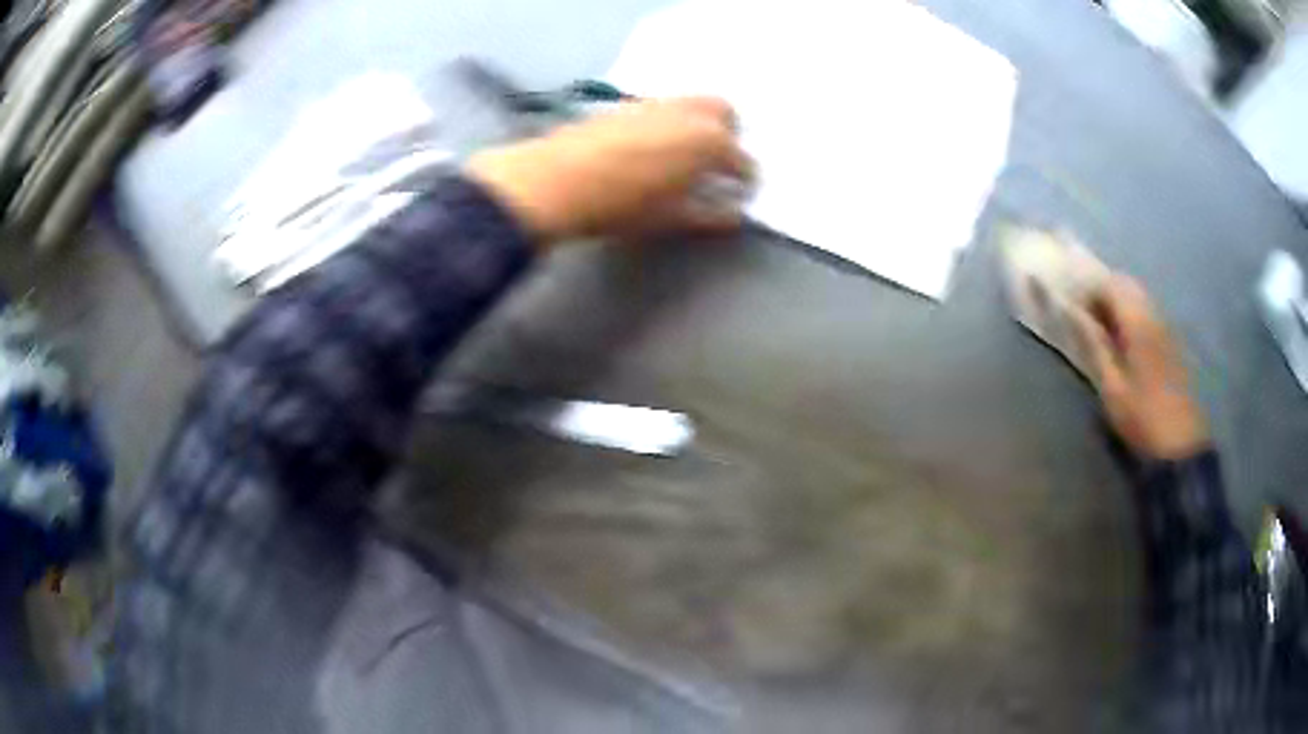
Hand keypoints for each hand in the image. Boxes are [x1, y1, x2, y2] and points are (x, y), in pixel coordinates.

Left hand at [464, 97, 752, 243]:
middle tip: (716, 162)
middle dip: (729, 135)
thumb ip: (710, 216)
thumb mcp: (670, 218)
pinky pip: (664, 106)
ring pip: (693, 104)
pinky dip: (671, 121)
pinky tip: (653, 145)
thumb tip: (733, 214)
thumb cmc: (620, 205)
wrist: (554, 182)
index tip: (739, 194)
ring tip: (684, 154)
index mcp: (709, 142)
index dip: (744, 181)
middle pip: (725, 113)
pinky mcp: (628, 103)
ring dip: (699, 124)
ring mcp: (656, 102)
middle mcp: (689, 112)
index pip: (742, 160)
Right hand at [1069, 275, 1208, 460]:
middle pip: (1126, 284)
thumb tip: (1075, 316)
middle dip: (1104, 292)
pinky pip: (1149, 312)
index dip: (1088, 290)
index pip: (1110, 284)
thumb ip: (1095, 345)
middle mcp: (1154, 314)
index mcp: (1138, 321)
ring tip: (1103, 329)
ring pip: (1139, 296)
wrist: (1181, 444)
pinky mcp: (1172, 341)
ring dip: (1119, 303)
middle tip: (1086, 317)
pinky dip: (1133, 315)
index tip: (1072, 309)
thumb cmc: (1142, 417)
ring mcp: (1166, 326)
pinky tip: (1125, 340)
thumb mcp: (1112, 387)